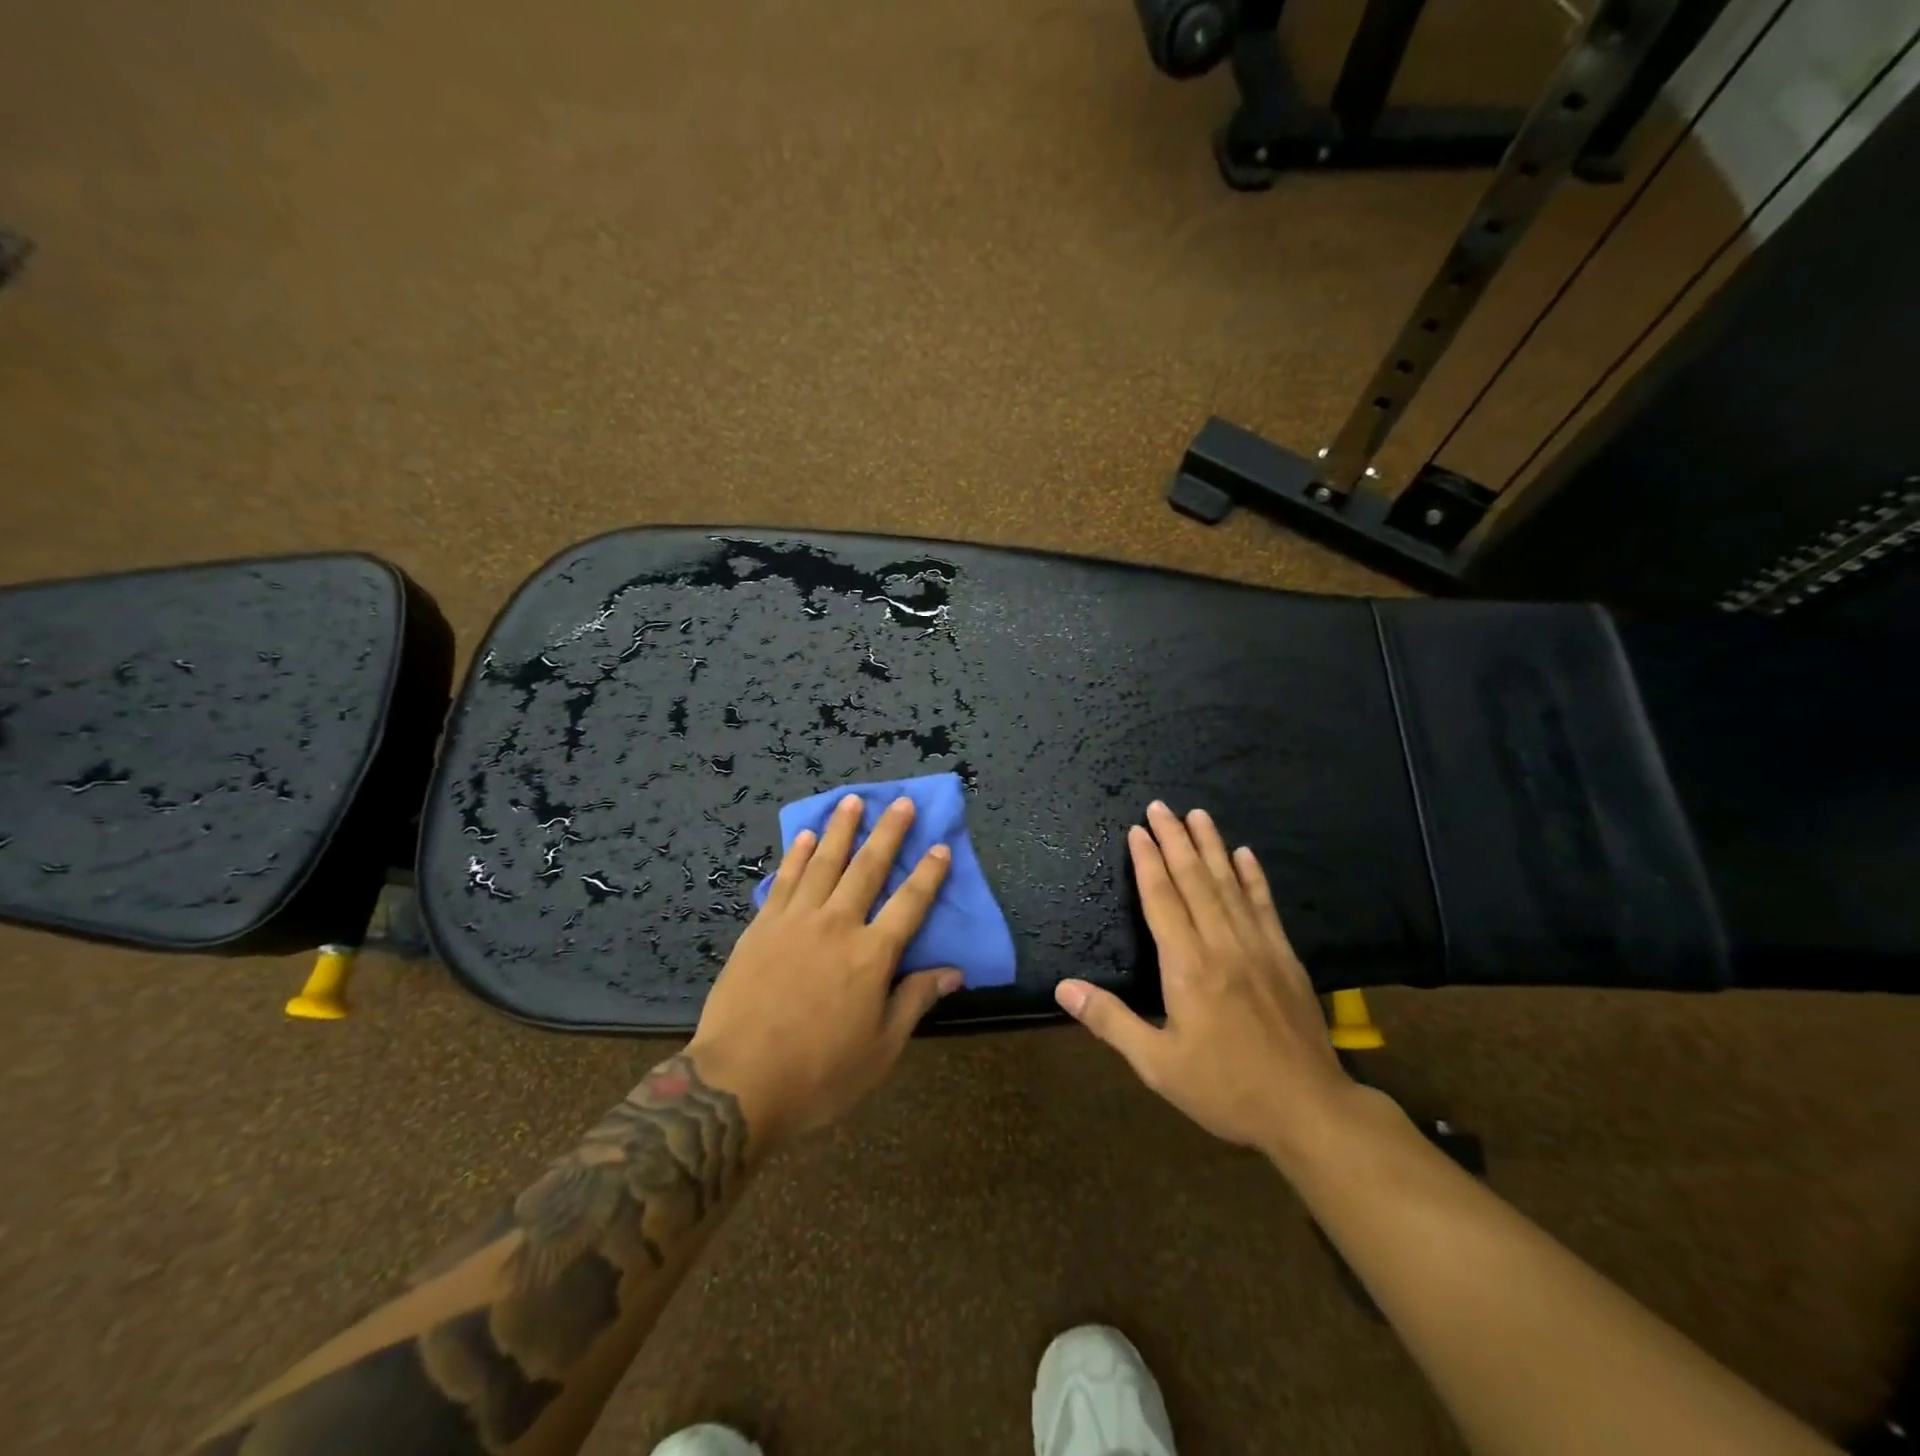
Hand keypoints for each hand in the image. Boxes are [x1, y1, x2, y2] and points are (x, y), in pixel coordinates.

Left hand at [687, 793, 961, 1146]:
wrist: (737, 1084)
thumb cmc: (819, 1074)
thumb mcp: (881, 1050)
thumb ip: (915, 1001)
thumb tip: (954, 971)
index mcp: (872, 956)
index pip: (911, 904)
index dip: (929, 874)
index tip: (941, 846)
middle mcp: (838, 925)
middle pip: (868, 868)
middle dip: (888, 832)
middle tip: (900, 801)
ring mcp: (796, 921)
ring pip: (824, 863)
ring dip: (841, 830)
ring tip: (852, 801)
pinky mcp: (761, 928)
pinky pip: (784, 881)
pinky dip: (796, 856)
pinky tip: (804, 837)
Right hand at [1055, 801, 1356, 1164]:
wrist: (1309, 1110)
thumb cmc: (1225, 1089)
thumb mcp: (1158, 1065)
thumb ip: (1111, 1021)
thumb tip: (1063, 987)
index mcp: (1189, 967)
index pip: (1163, 900)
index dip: (1148, 863)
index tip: (1137, 831)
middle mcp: (1223, 945)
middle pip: (1195, 880)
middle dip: (1175, 840)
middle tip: (1160, 806)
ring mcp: (1258, 947)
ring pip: (1229, 884)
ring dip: (1211, 846)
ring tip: (1197, 814)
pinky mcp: (1285, 957)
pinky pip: (1264, 905)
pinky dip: (1253, 876)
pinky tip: (1245, 854)